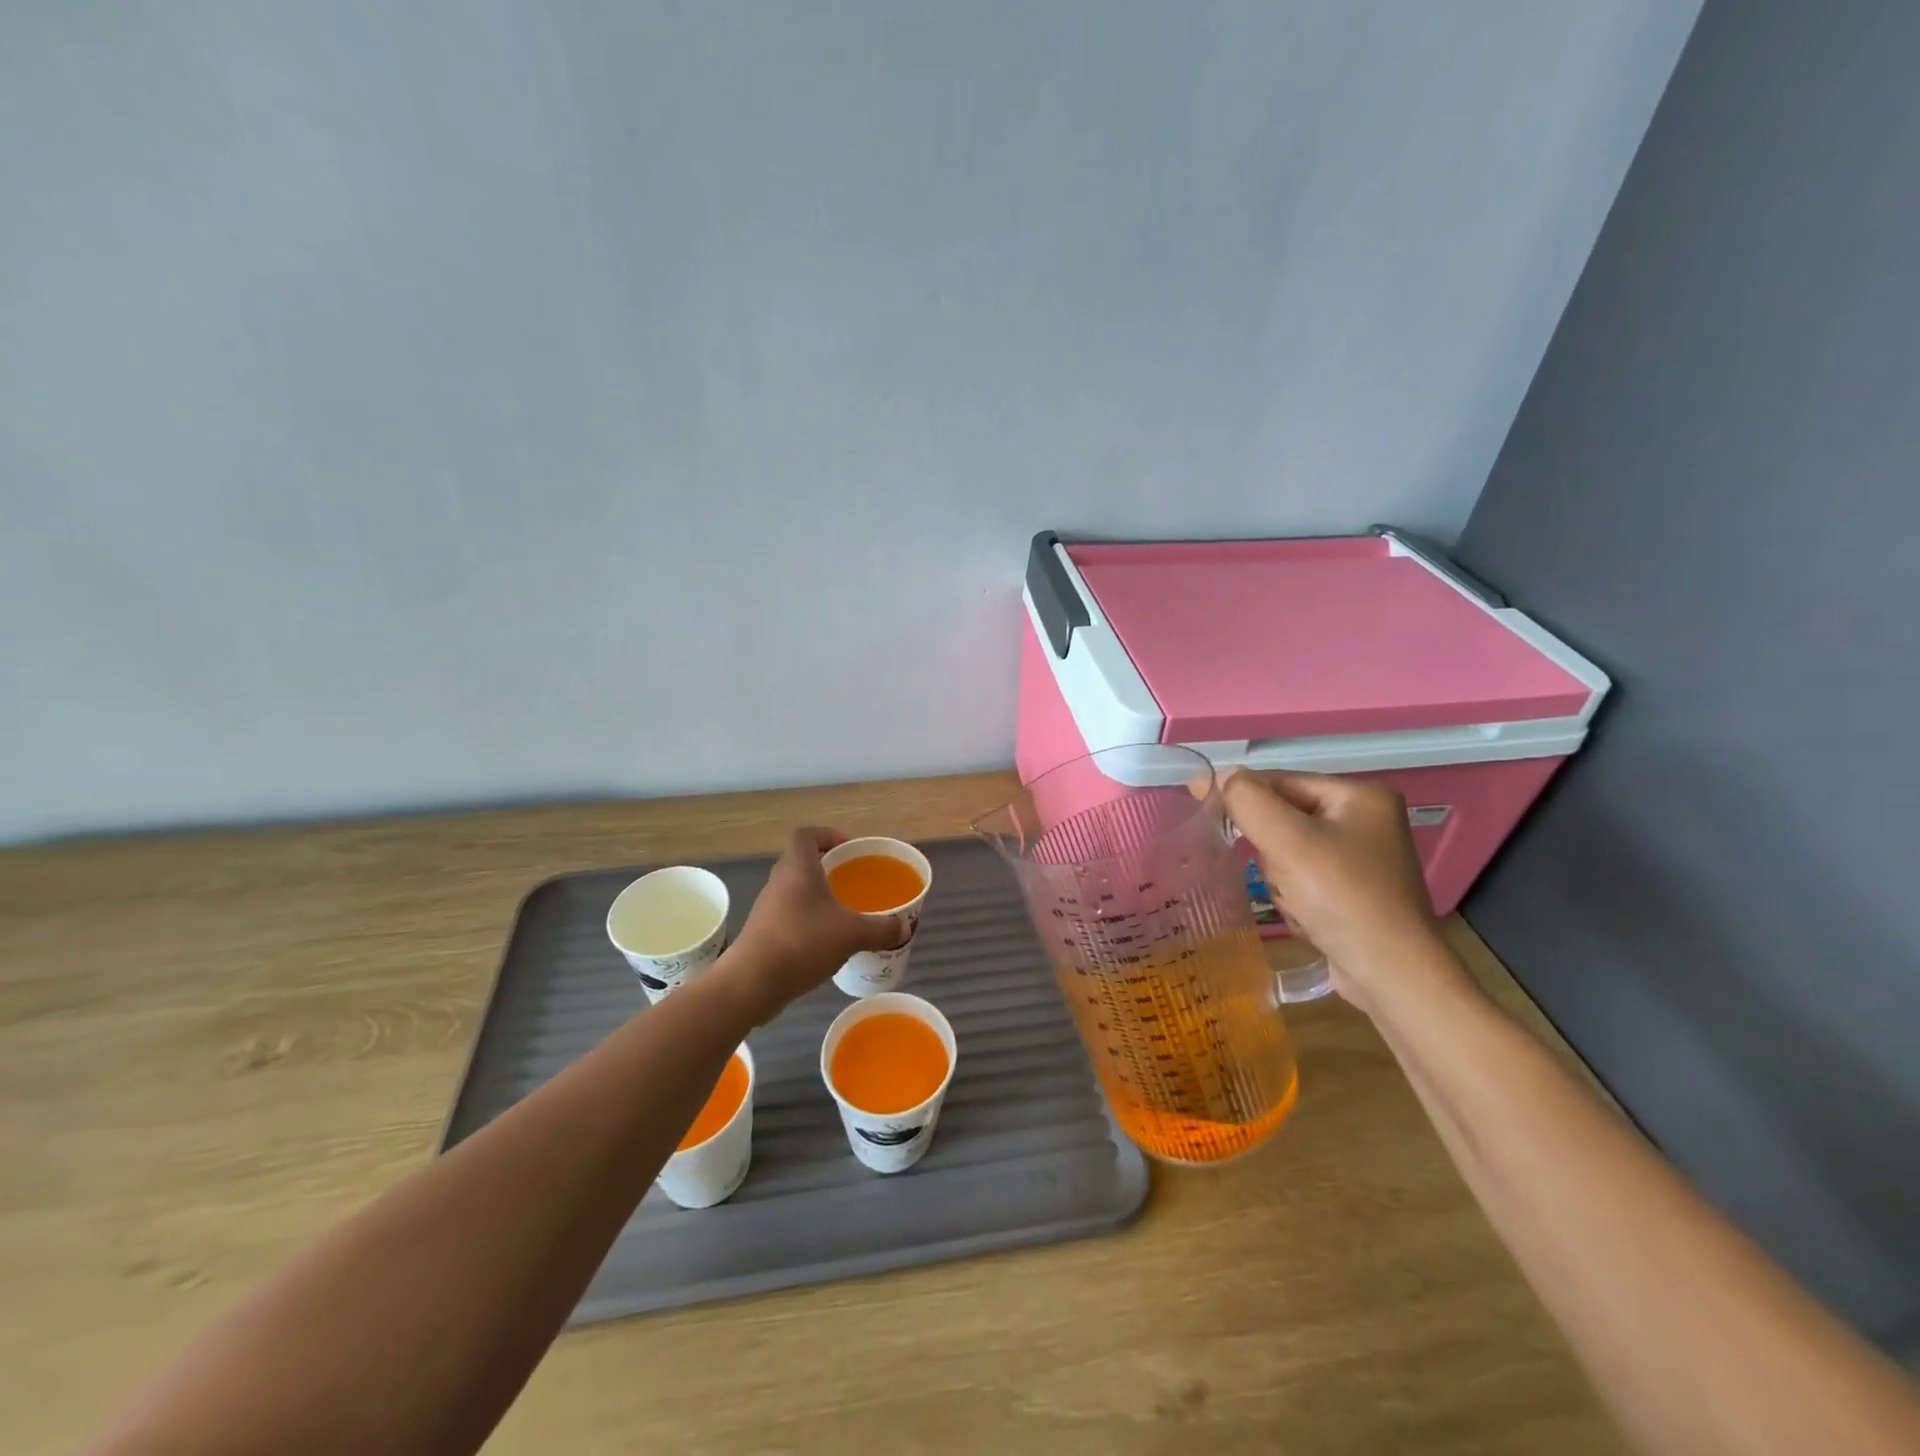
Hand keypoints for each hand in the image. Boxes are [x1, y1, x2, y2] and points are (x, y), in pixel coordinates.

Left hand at [716, 827, 910, 1023]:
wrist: (752, 982)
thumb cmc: (803, 942)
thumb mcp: (852, 934)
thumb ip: (881, 929)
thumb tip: (904, 928)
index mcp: (798, 867)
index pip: (807, 835)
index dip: (827, 835)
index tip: (849, 850)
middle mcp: (779, 881)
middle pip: (802, 861)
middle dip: (828, 868)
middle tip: (854, 882)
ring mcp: (768, 907)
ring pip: (796, 890)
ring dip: (818, 896)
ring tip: (844, 913)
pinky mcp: (764, 931)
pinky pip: (790, 914)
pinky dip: (808, 920)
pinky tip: (827, 941)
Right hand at [1221, 769, 1459, 1014]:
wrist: (1392, 975)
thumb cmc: (1341, 897)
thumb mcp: (1286, 840)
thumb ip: (1247, 800)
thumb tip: (1220, 776)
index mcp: (1360, 794)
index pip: (1280, 781)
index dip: (1241, 795)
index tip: (1200, 804)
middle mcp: (1366, 819)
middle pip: (1283, 818)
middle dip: (1271, 851)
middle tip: (1282, 877)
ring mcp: (1362, 858)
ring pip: (1287, 851)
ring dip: (1280, 878)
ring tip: (1298, 903)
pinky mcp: (1355, 891)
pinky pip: (1303, 878)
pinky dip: (1295, 897)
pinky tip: (1308, 917)